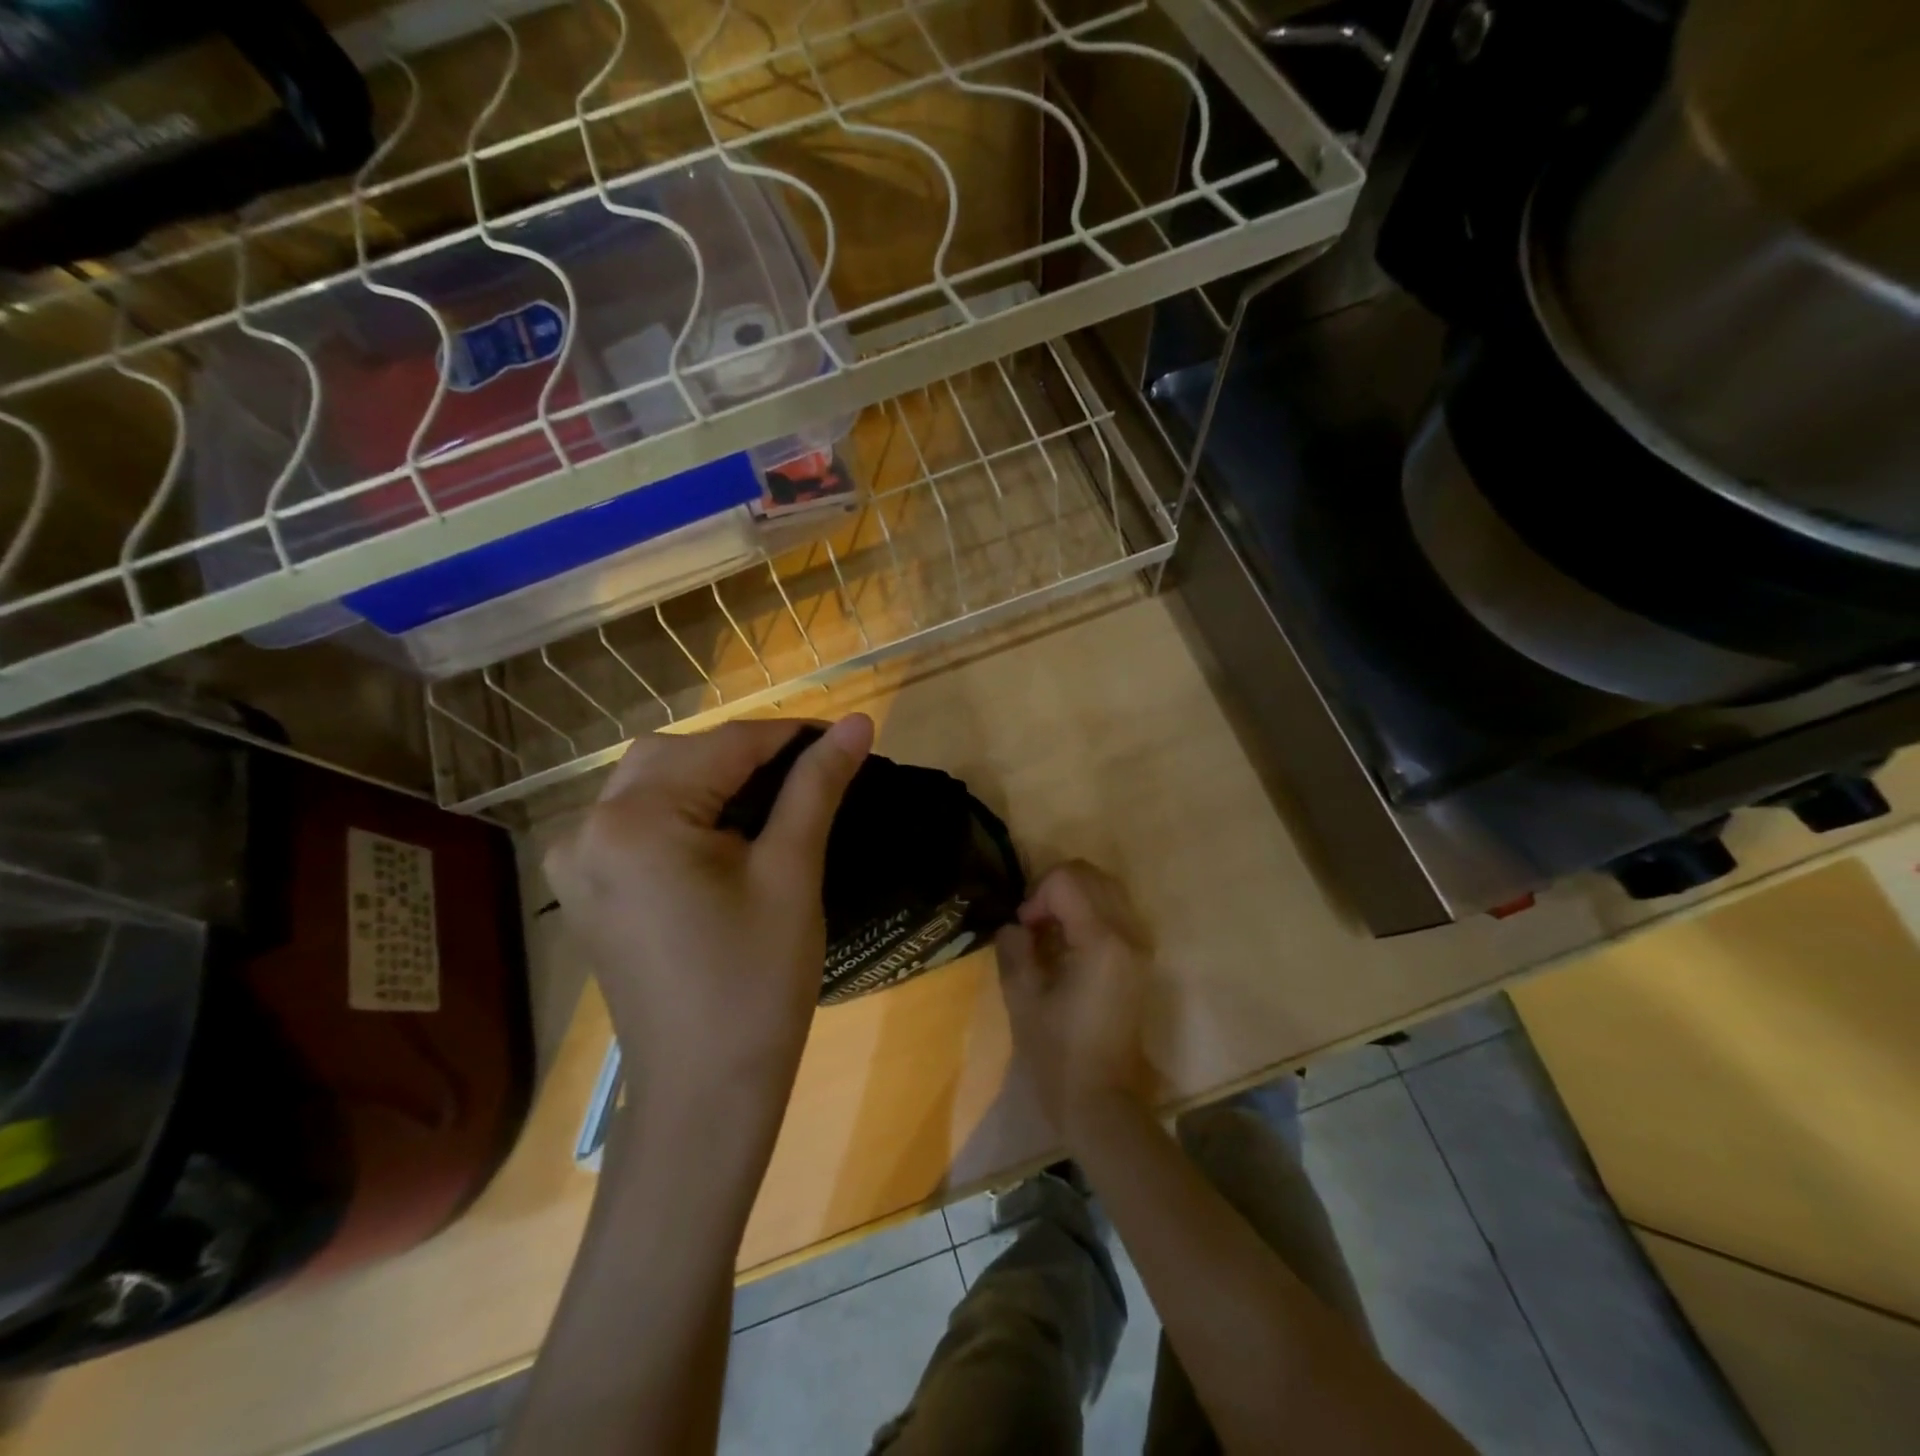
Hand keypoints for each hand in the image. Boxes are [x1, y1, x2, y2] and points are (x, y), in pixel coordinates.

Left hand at [544, 716, 873, 1122]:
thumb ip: (818, 786)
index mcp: (636, 820)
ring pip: (652, 781)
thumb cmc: (757, 982)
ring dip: (713, 775)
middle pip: (678, 754)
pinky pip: (634, 819)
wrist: (704, 1092)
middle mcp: (589, 827)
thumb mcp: (791, 872)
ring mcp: (577, 860)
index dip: (790, 734)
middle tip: (811, 771)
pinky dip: (682, 807)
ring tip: (776, 796)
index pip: (725, 745)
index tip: (842, 735)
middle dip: (748, 753)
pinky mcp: (586, 888)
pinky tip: (724, 829)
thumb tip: (858, 722)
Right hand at [994, 860, 1154, 1147]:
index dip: (1037, 895)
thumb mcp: (1022, 998)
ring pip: (1106, 889)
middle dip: (1055, 889)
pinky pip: (1115, 912)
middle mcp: (1128, 934)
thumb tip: (1015, 926)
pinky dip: (1088, 913)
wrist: (1101, 1102)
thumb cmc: (1057, 1054)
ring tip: (1048, 933)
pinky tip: (1068, 945)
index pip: (1068, 880)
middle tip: (1033, 925)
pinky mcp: (1140, 960)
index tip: (1024, 929)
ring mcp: (1140, 946)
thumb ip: (1014, 948)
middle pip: (1091, 876)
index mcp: (1101, 941)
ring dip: (1073, 898)